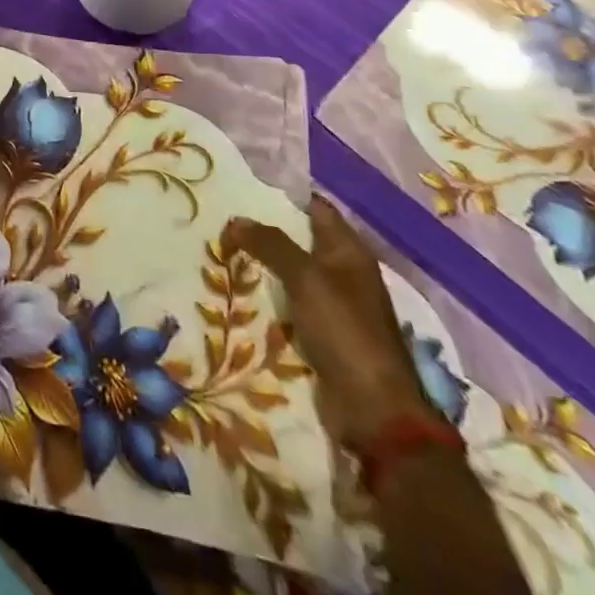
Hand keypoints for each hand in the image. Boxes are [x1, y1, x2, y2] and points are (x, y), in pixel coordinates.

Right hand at [226, 195, 432, 449]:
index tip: (244, 184)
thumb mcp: (305, 278)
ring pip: (291, 272)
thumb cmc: (345, 331)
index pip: (316, 208)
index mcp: (350, 252)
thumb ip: (271, 244)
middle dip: (265, 229)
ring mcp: (335, 305)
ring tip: (222, 247)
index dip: (284, 194)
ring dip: (263, 264)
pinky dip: (268, 295)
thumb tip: (236, 220)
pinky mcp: (323, 333)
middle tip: (222, 215)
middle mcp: (344, 273)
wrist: (373, 410)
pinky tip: (239, 288)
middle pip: (300, 239)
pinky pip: (289, 303)